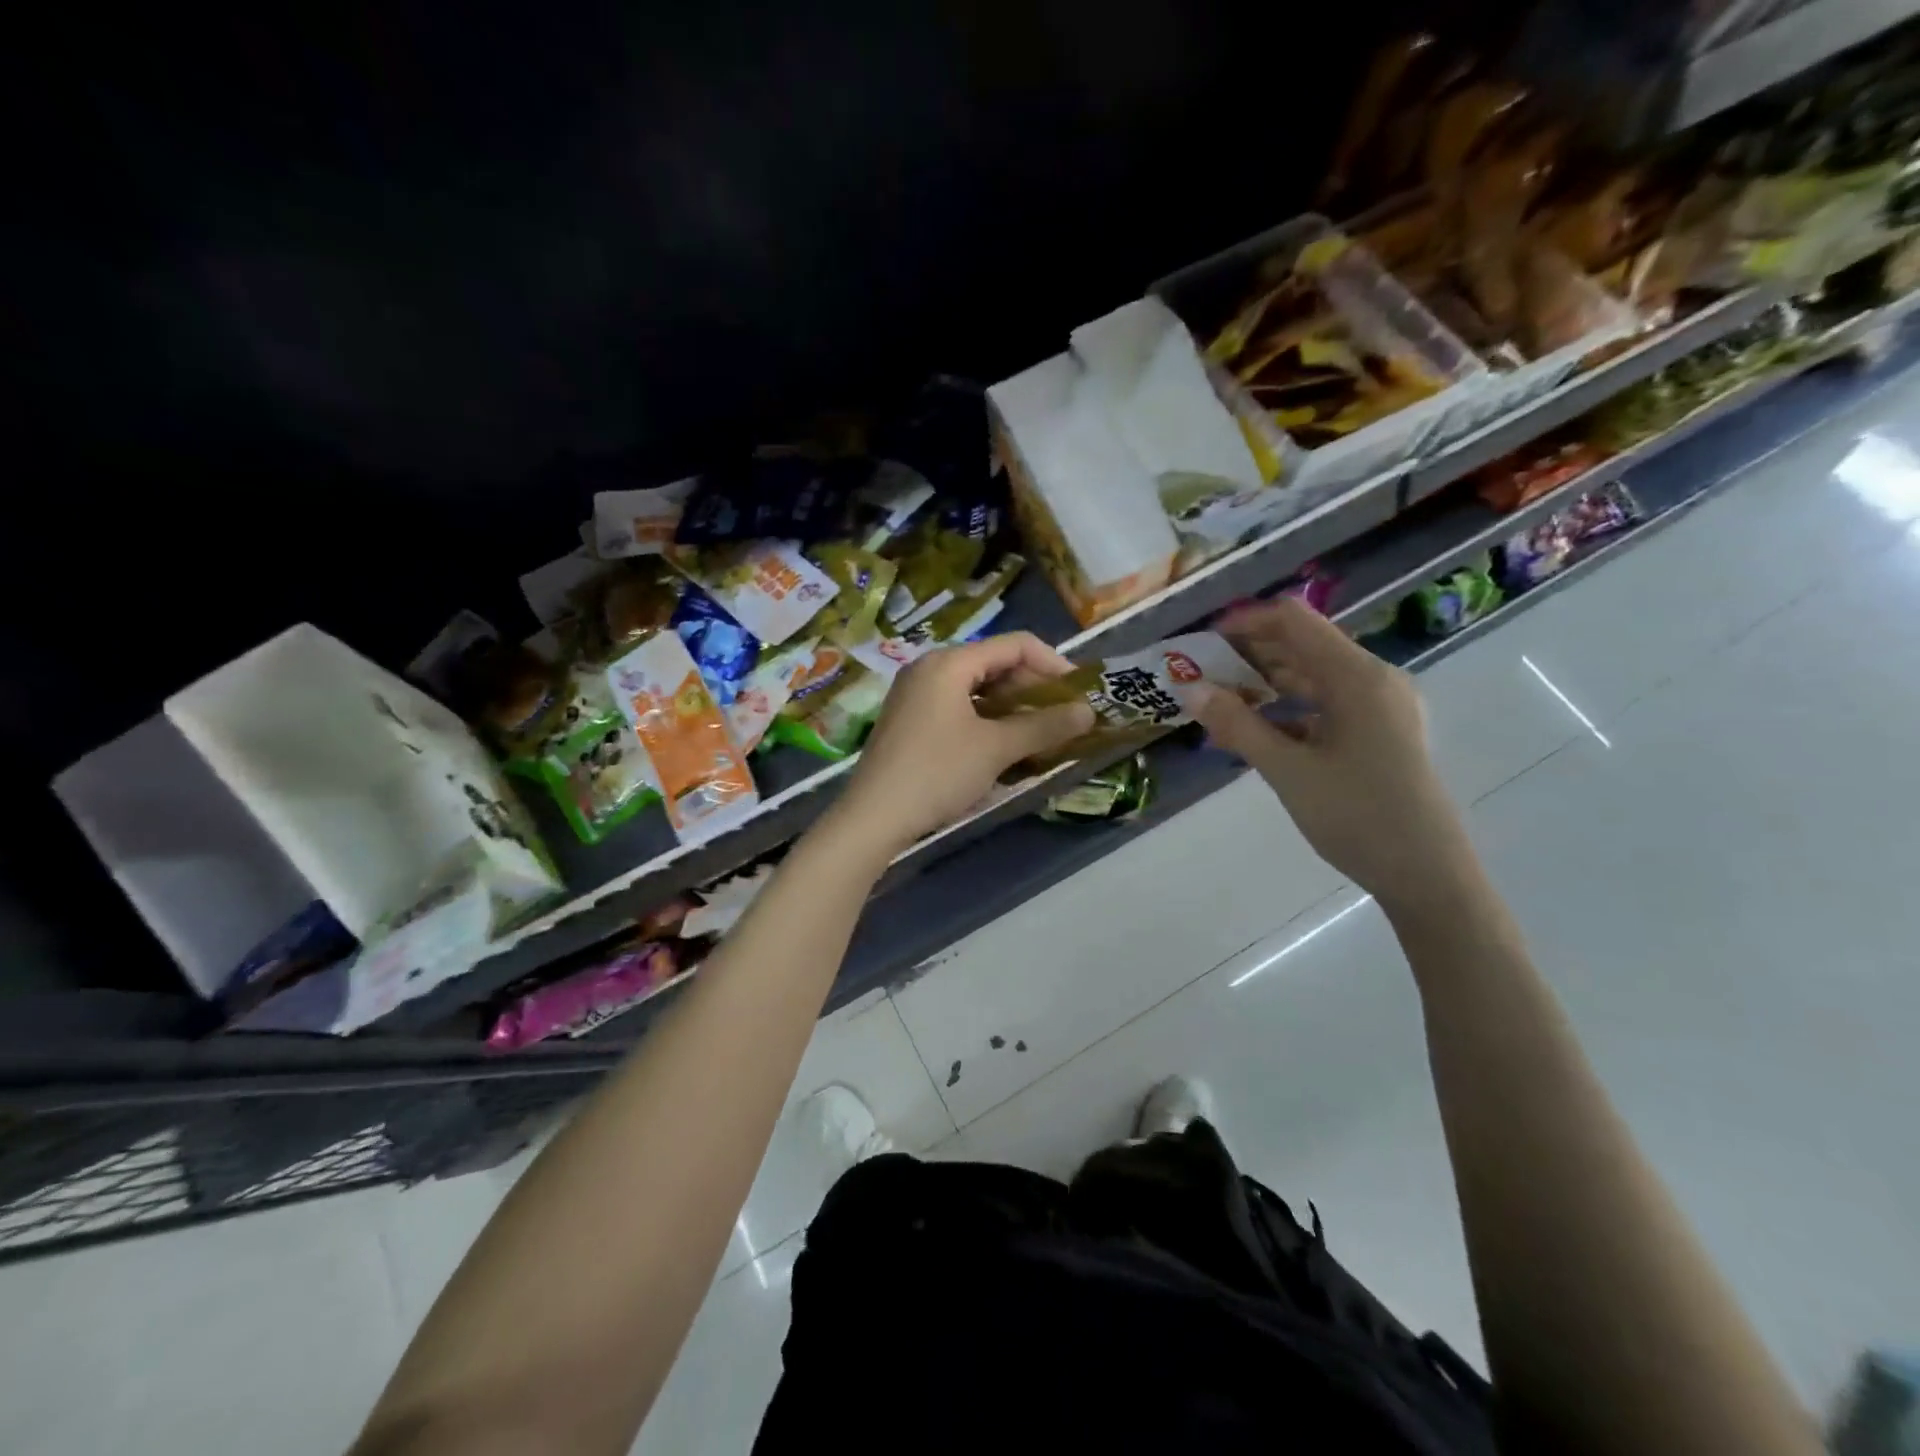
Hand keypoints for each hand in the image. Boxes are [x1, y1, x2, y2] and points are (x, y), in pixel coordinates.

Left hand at [828, 632, 1094, 858]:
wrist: (874, 816)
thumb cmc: (938, 773)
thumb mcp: (996, 748)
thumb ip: (1044, 726)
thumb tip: (1089, 712)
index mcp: (949, 663)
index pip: (1014, 645)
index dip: (1054, 663)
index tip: (1080, 692)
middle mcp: (929, 668)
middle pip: (994, 664)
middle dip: (1033, 688)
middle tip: (1062, 717)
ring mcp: (915, 694)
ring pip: (976, 688)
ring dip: (1011, 707)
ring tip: (1039, 733)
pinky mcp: (909, 720)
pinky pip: (958, 707)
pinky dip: (986, 720)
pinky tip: (1003, 746)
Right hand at [1189, 599, 1474, 916]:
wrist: (1426, 874)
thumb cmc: (1357, 815)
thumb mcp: (1287, 770)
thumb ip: (1237, 725)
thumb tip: (1190, 689)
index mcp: (1357, 677)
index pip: (1294, 621)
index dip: (1246, 622)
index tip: (1203, 642)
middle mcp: (1374, 680)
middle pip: (1304, 645)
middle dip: (1250, 654)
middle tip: (1202, 675)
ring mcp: (1381, 707)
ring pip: (1314, 677)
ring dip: (1267, 683)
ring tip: (1221, 702)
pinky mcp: (1380, 732)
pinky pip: (1327, 705)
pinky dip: (1290, 710)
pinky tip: (1258, 731)